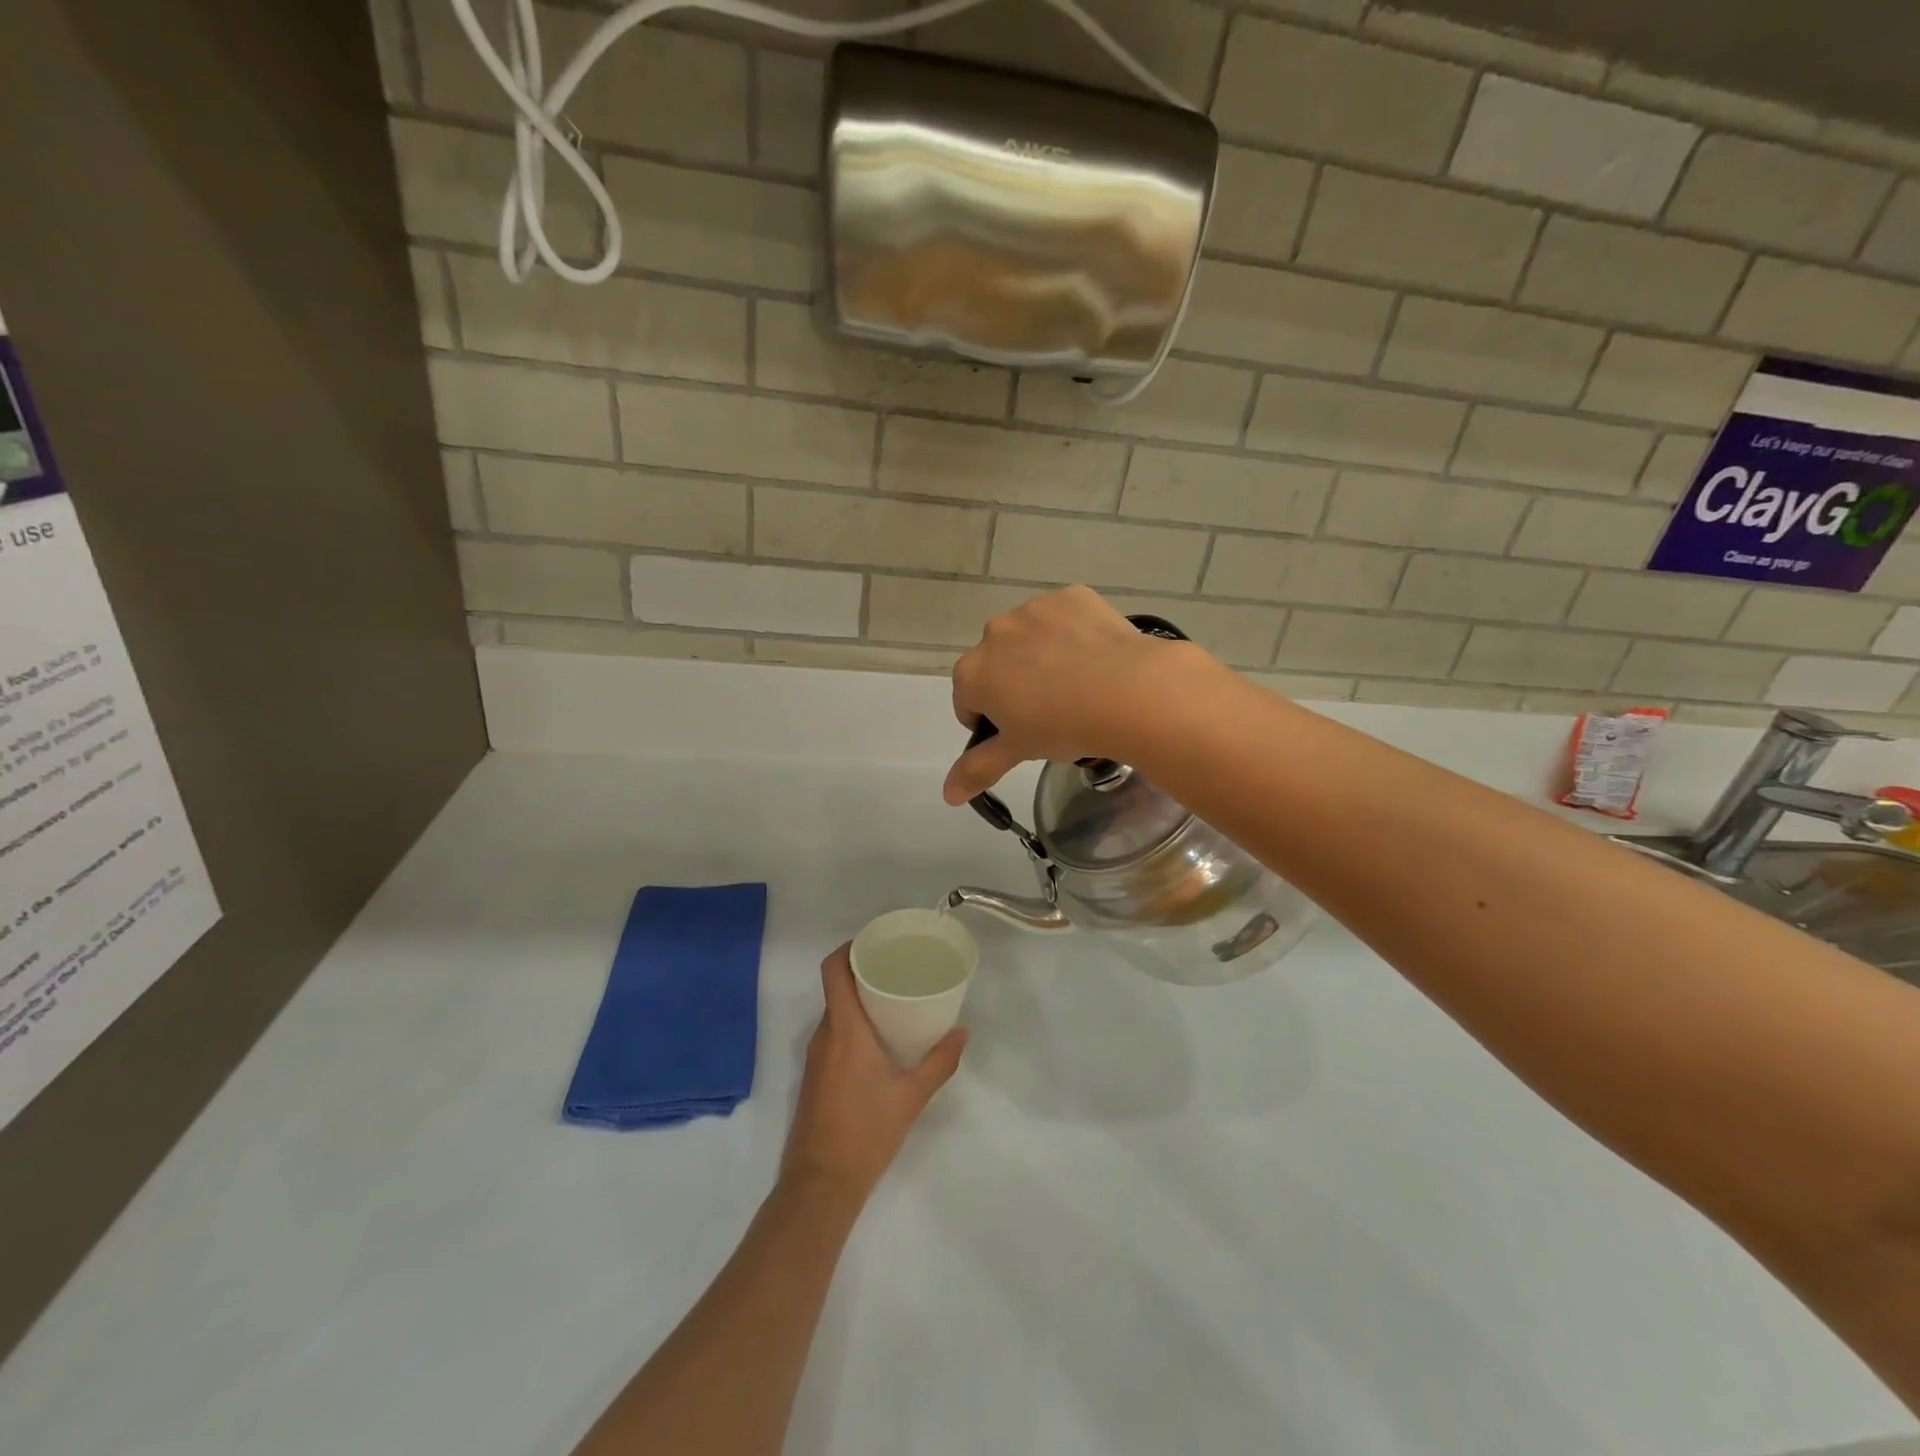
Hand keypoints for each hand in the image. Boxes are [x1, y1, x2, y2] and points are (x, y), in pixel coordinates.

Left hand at [781, 946, 966, 1204]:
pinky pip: (833, 1032)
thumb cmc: (867, 1132)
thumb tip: (963, 1032)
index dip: (849, 948)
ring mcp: (816, 1056)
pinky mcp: (815, 1074)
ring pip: (835, 1010)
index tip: (876, 942)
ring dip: (859, 998)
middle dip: (863, 971)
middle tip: (897, 967)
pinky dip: (853, 1022)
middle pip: (836, 986)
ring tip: (893, 997)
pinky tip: (879, 1036)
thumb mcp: (912, 1096)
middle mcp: (825, 1034)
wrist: (821, 1184)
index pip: (833, 970)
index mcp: (845, 1030)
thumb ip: (940, 1062)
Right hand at [943, 585, 1217, 804]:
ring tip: (1079, 683)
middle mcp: (994, 633)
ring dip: (1042, 655)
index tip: (1020, 733)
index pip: (969, 700)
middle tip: (1052, 710)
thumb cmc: (1063, 727)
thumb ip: (977, 770)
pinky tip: (1096, 656)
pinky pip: (1064, 617)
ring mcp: (1033, 609)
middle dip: (1014, 683)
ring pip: (1030, 637)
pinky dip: (1073, 633)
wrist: (1127, 692)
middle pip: (997, 664)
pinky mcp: (1071, 596)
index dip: (991, 721)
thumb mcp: (1018, 752)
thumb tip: (948, 795)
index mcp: (973, 672)